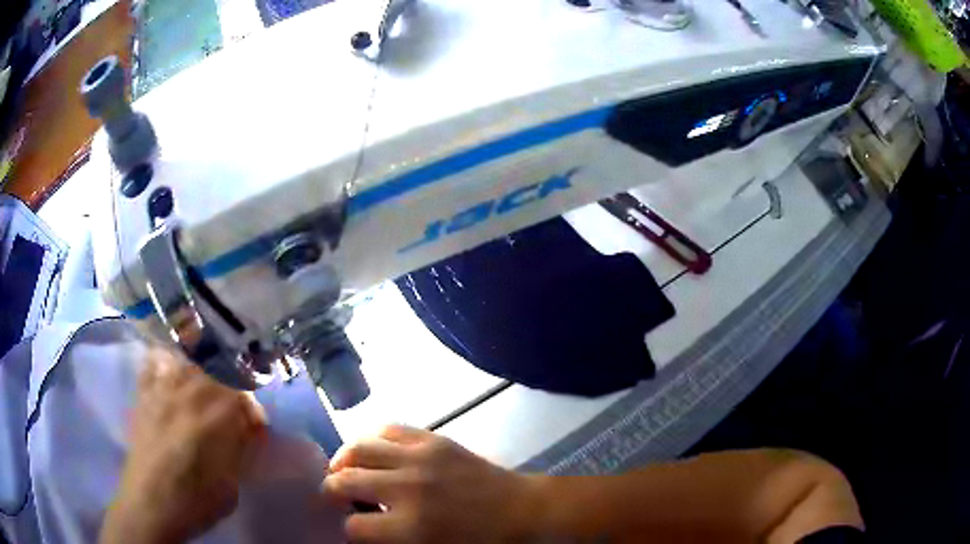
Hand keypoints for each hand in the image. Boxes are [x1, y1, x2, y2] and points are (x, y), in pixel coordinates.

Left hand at [100, 348, 268, 543]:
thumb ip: (239, 452)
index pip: (241, 395)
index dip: (252, 409)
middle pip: (216, 372)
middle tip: (233, 409)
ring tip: (206, 388)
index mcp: (212, 420)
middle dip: (231, 388)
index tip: (255, 426)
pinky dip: (165, 361)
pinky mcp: (144, 396)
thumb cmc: (194, 503)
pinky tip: (172, 369)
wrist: (149, 506)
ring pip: (186, 361)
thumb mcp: (230, 487)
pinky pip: (154, 363)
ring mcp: (161, 392)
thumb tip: (247, 431)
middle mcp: (186, 396)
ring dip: (202, 371)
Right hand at [323, 425, 540, 542]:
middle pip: (344, 481)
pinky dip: (371, 438)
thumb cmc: (481, 541)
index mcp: (411, 527)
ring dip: (343, 460)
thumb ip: (392, 543)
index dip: (349, 531)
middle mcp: (408, 488)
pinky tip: (372, 451)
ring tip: (344, 469)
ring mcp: (420, 457)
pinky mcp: (433, 439)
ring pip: (358, 447)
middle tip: (335, 496)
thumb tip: (360, 529)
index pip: (354, 528)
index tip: (353, 529)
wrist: (521, 510)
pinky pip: (387, 428)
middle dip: (331, 490)